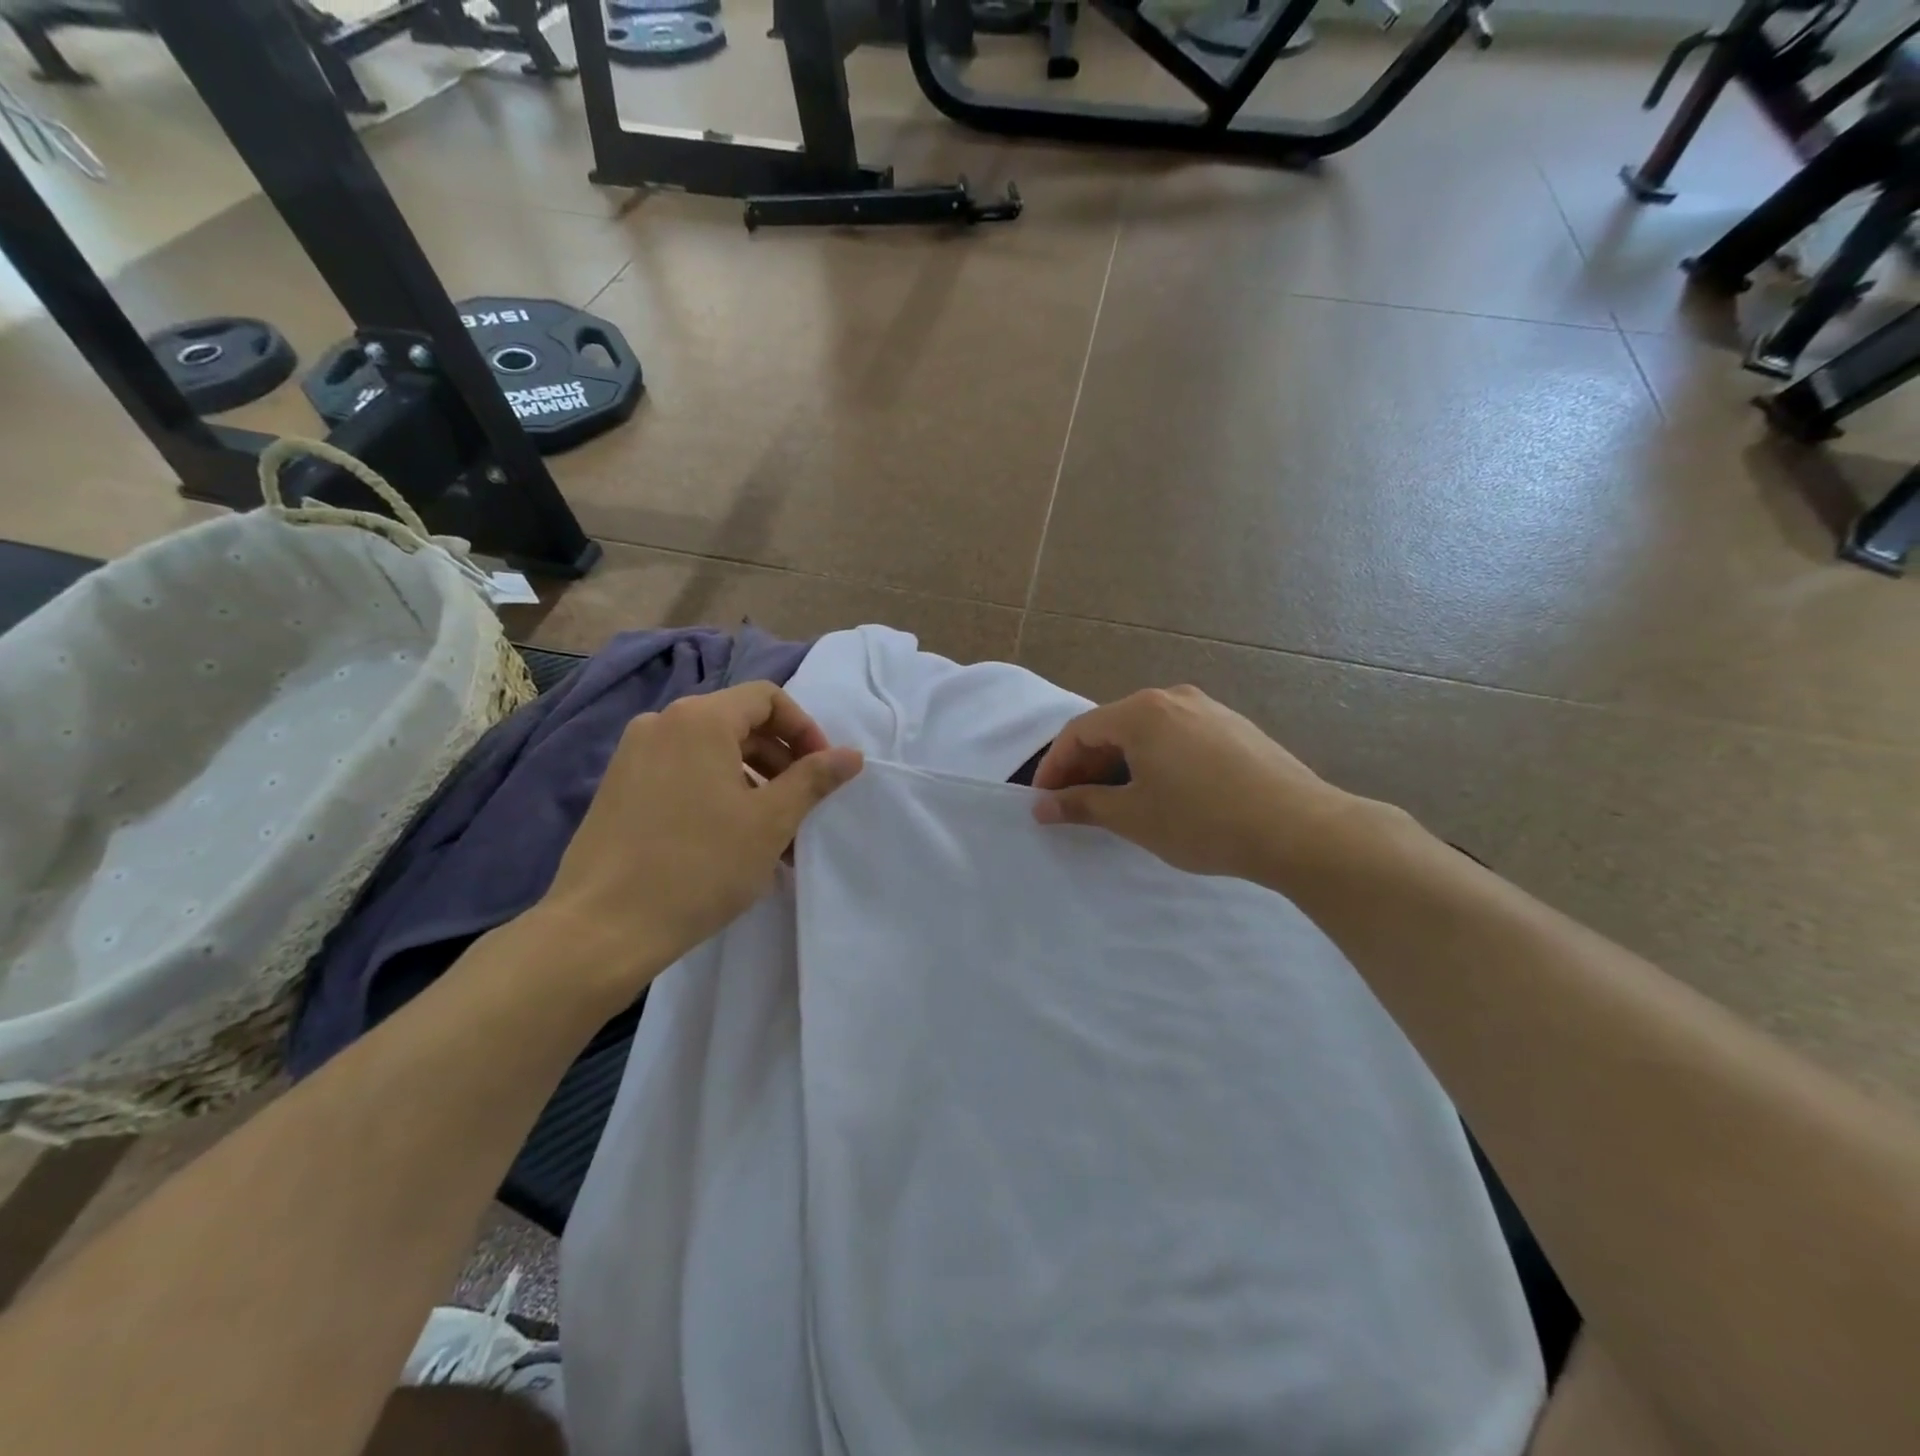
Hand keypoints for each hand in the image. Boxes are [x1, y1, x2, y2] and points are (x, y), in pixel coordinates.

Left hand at [532, 682, 862, 1000]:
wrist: (602, 928)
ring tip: (773, 836)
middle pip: (739, 724)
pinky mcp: (618, 788)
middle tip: (803, 808)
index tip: (823, 771)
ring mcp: (633, 756)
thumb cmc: (699, 866)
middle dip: (781, 762)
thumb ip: (814, 779)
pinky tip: (731, 842)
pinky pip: (682, 774)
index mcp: (699, 719)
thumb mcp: (770, 821)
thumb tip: (851, 754)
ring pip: (711, 753)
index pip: (767, 698)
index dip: (804, 729)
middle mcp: (662, 723)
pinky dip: (716, 794)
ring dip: (752, 783)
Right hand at [1032, 686, 1363, 883]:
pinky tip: (1161, 792)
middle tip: (1074, 804)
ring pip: (1146, 733)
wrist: (1300, 828)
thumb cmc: (1203, 821)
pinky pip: (1177, 738)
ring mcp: (1209, 709)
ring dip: (1120, 764)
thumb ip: (1082, 805)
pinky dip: (1154, 761)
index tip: (1043, 802)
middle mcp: (1173, 698)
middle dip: (1086, 766)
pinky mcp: (1235, 728)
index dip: (1054, 767)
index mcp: (1141, 712)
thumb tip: (1043, 806)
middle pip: (1112, 727)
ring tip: (1115, 802)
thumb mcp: (1133, 816)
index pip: (1079, 732)